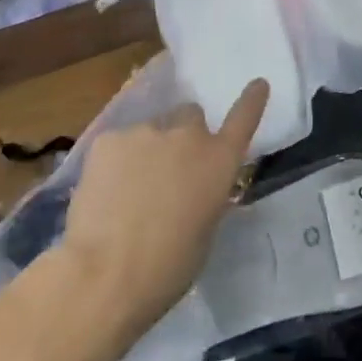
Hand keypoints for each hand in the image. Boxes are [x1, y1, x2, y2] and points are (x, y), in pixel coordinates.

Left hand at [49, 79, 268, 360]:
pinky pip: (118, 144)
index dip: (251, 100)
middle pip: (190, 116)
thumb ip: (206, 196)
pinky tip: (103, 193)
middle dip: (183, 135)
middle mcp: (188, 136)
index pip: (244, 118)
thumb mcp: (205, 232)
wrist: (104, 275)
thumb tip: (196, 188)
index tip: (258, 84)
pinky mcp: (108, 139)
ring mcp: (146, 131)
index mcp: (219, 161)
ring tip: (127, 191)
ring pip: (151, 131)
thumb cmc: (167, 268)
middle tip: (168, 170)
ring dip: (147, 151)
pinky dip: (115, 162)